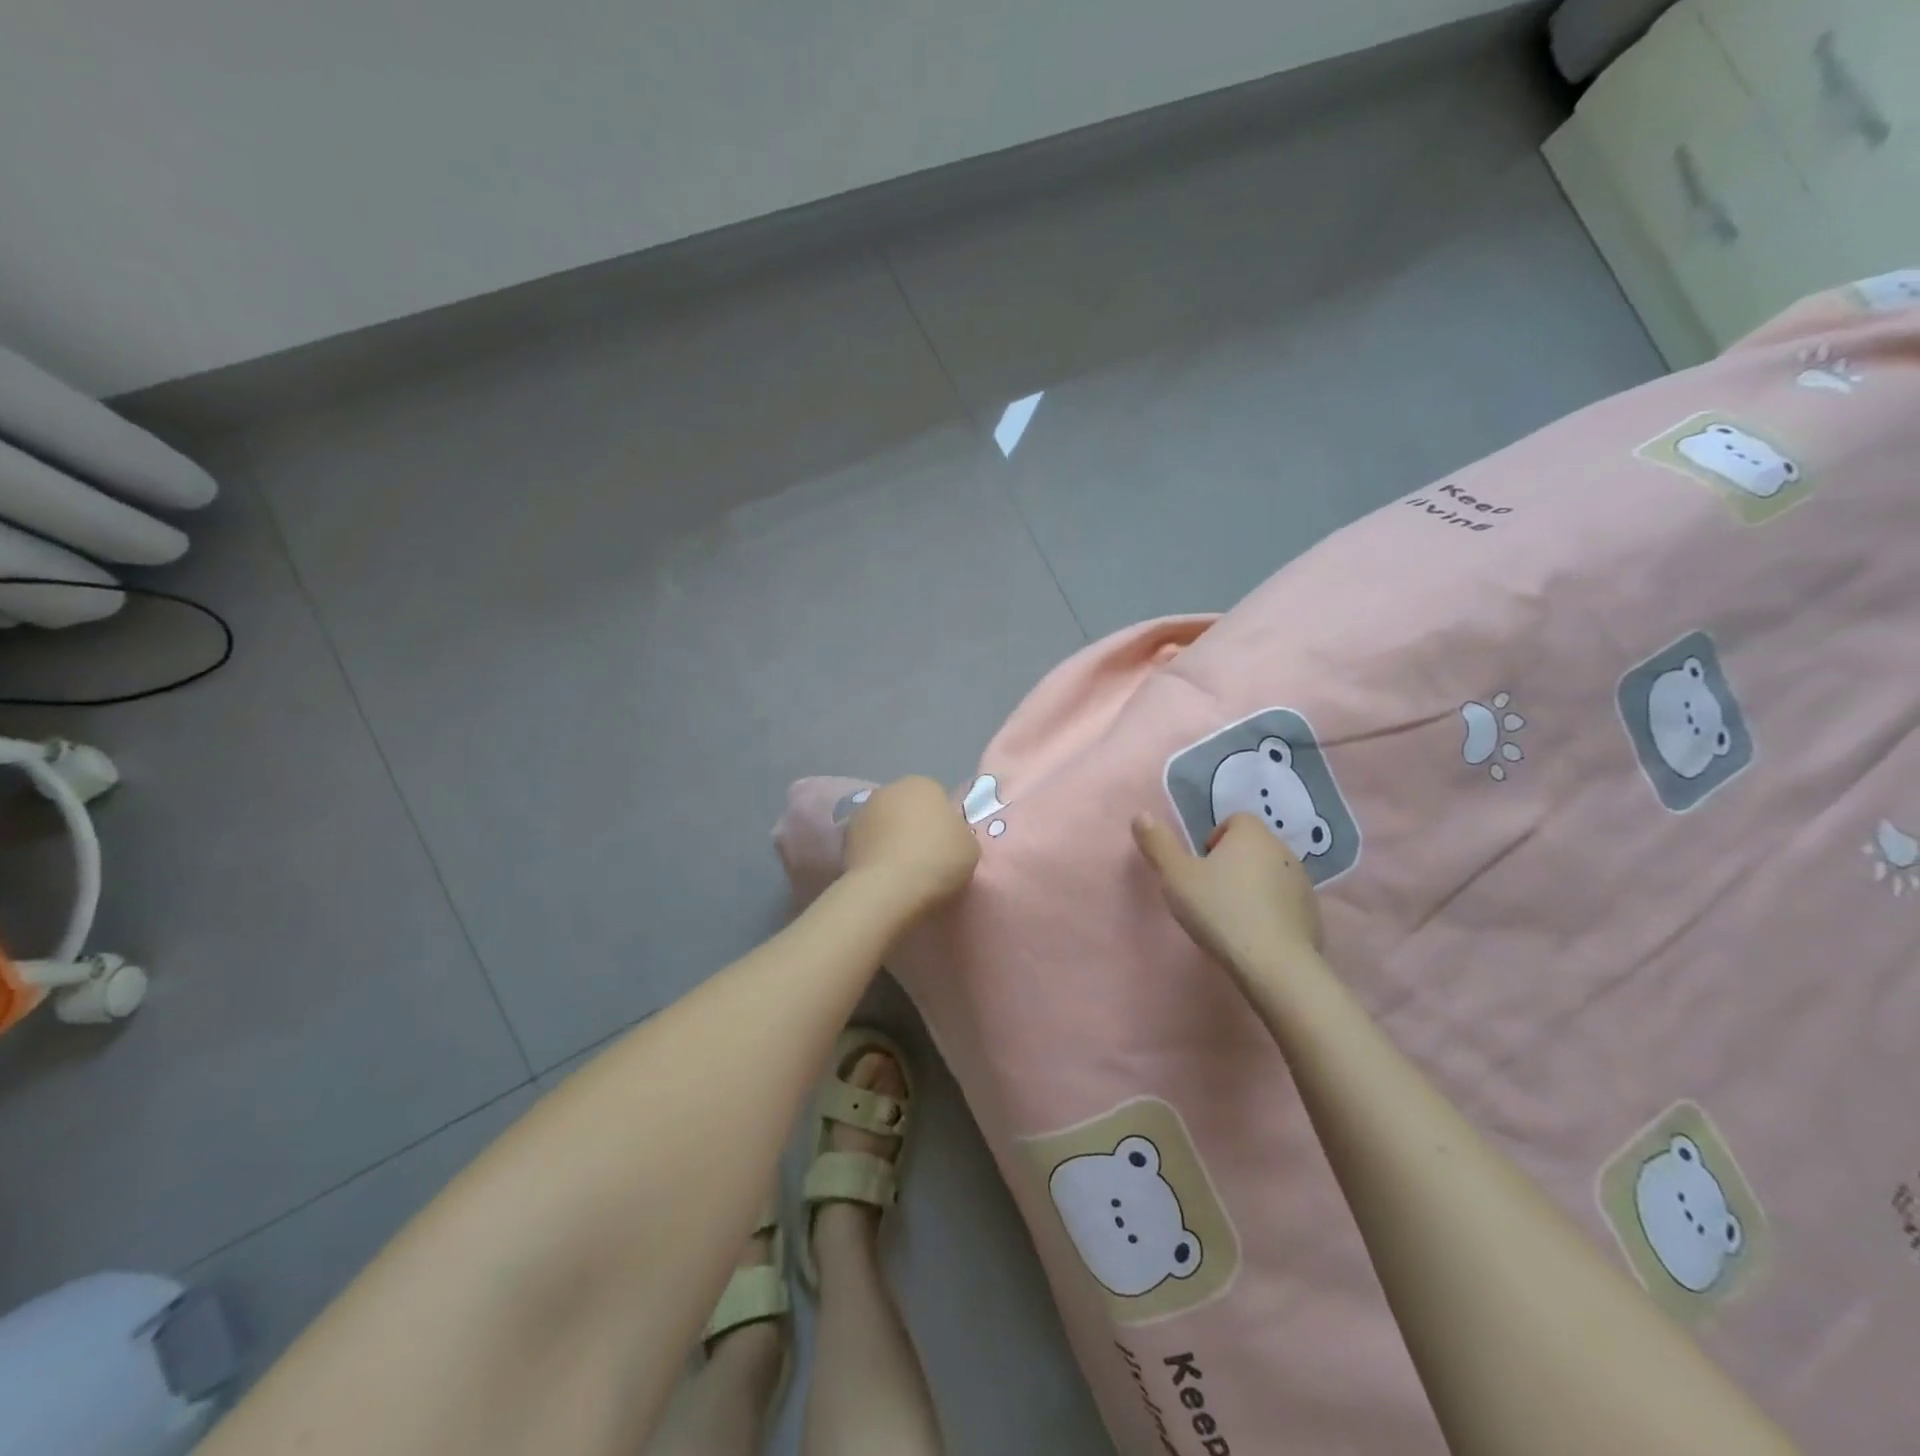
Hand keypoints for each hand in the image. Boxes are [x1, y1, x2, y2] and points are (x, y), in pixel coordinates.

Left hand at [844, 775, 980, 912]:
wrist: (890, 888)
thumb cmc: (938, 859)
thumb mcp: (969, 846)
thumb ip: (957, 834)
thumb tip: (945, 837)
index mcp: (922, 784)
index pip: (936, 797)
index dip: (942, 822)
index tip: (946, 846)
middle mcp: (888, 790)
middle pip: (905, 807)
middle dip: (912, 826)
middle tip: (925, 858)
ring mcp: (862, 813)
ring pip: (883, 825)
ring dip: (889, 840)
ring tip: (902, 872)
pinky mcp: (843, 840)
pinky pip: (867, 845)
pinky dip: (874, 856)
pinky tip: (884, 878)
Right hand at [1133, 812, 1321, 970]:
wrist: (1274, 965)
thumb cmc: (1219, 911)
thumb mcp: (1176, 876)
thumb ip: (1158, 844)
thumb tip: (1141, 815)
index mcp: (1251, 835)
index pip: (1235, 820)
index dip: (1215, 839)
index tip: (1201, 867)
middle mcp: (1283, 851)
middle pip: (1253, 847)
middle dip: (1233, 863)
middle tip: (1210, 892)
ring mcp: (1303, 884)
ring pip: (1271, 875)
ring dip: (1253, 887)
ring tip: (1231, 917)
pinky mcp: (1312, 915)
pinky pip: (1285, 904)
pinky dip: (1271, 912)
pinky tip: (1254, 936)